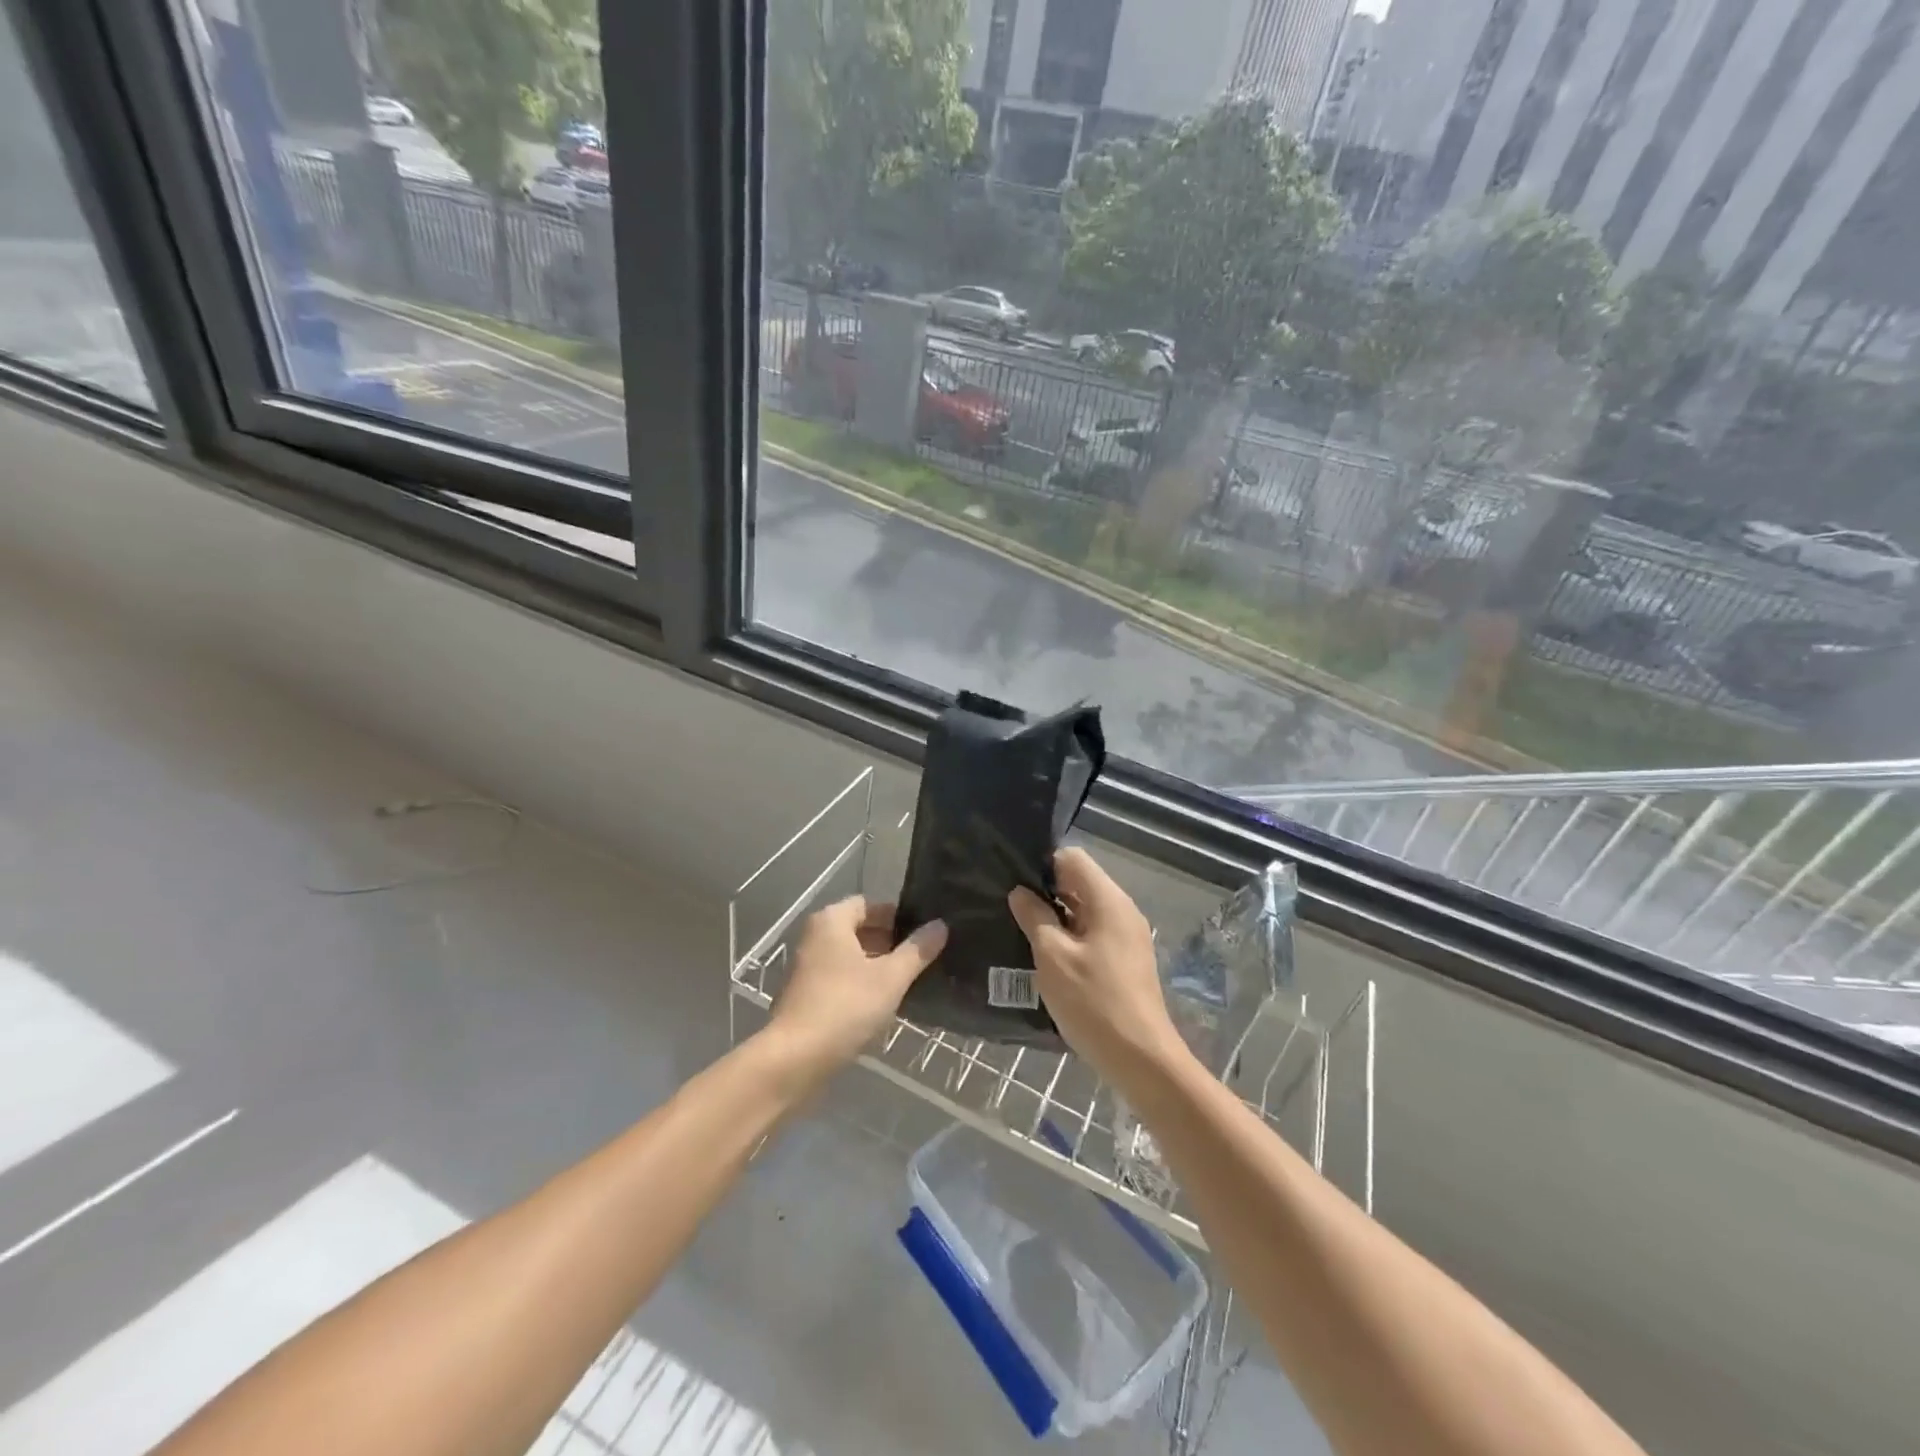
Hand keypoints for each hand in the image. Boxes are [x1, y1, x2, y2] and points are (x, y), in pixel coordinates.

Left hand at [766, 897, 945, 1081]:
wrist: (795, 1060)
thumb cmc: (845, 1007)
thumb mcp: (891, 978)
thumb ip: (917, 950)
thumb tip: (940, 925)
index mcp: (831, 921)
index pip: (869, 904)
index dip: (897, 915)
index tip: (924, 932)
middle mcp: (814, 937)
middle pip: (859, 930)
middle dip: (890, 942)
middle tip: (922, 957)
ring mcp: (806, 968)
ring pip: (850, 957)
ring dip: (877, 965)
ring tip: (910, 981)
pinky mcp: (805, 996)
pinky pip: (840, 979)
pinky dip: (861, 985)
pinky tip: (884, 1004)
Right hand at [1008, 848, 1188, 1091]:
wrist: (1141, 1059)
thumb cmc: (1094, 1002)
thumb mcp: (1053, 957)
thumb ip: (1034, 917)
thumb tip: (1020, 892)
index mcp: (1108, 900)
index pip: (1072, 858)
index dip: (1041, 863)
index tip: (1012, 879)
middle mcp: (1122, 910)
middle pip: (1079, 882)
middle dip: (1045, 890)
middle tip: (1008, 905)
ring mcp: (1126, 936)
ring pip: (1084, 910)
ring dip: (1055, 916)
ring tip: (1019, 928)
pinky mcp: (1124, 960)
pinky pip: (1092, 933)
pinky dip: (1068, 936)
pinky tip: (1044, 954)